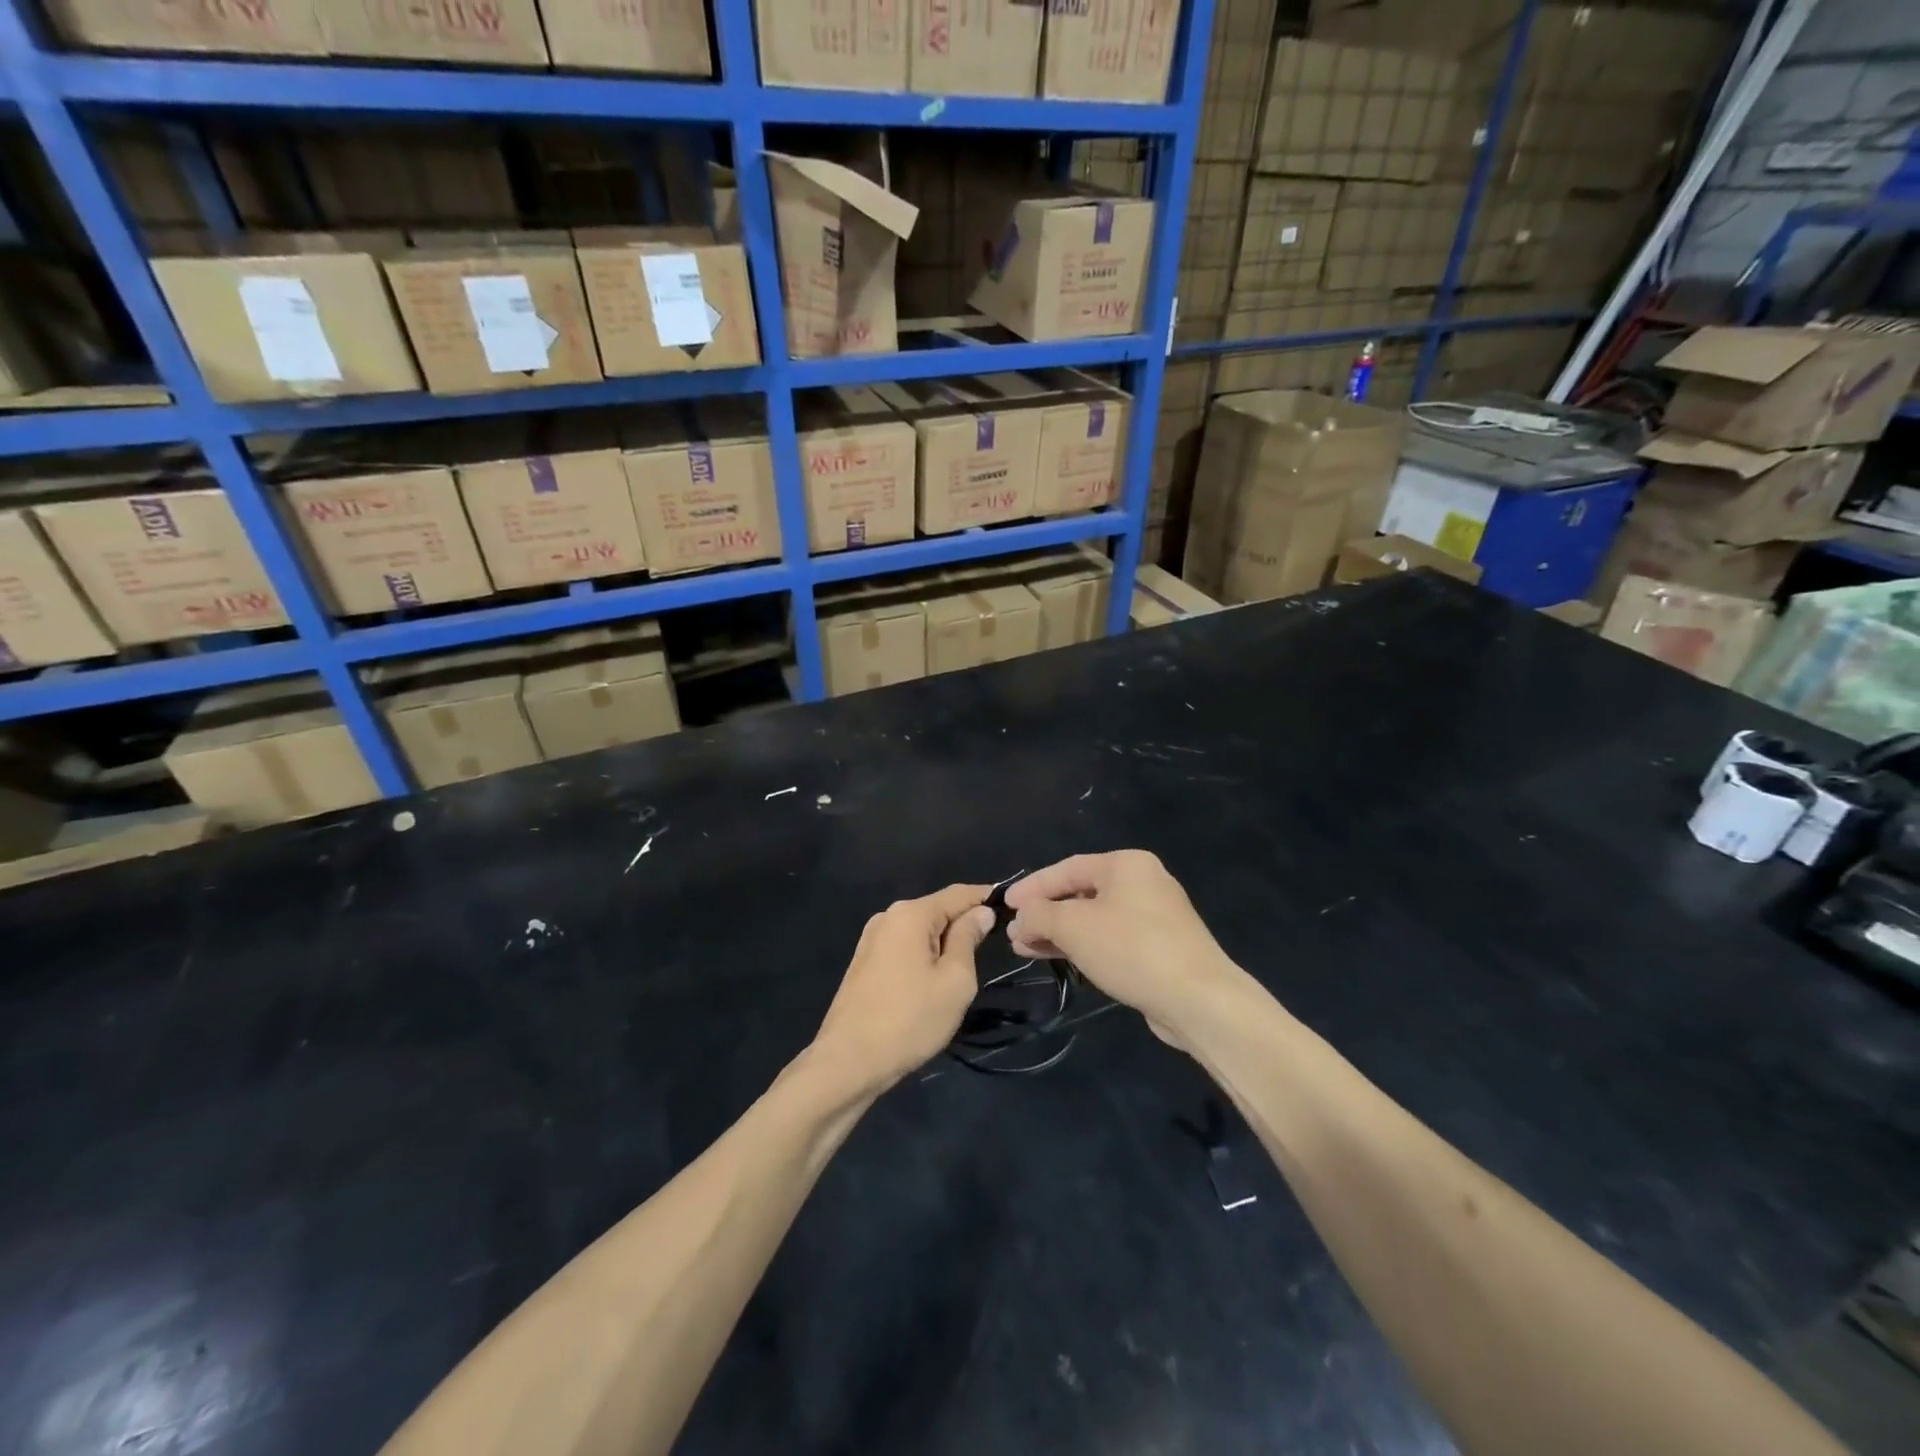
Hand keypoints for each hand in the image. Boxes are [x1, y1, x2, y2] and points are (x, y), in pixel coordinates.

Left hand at [812, 884, 993, 1093]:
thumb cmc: (910, 1020)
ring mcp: (872, 939)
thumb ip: (968, 938)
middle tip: (993, 945)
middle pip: (938, 909)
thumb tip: (980, 913)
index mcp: (910, 914)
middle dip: (965, 922)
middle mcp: (888, 917)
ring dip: (944, 942)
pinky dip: (924, 954)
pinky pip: (904, 946)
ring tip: (966, 967)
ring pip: (920, 930)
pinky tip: (933, 979)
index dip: (987, 897)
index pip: (959, 893)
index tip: (1012, 907)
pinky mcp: (864, 961)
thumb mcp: (955, 980)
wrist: (848, 1062)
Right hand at [1003, 852, 1239, 1042]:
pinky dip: (1084, 945)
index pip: (1067, 868)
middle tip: (1015, 933)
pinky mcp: (1161, 947)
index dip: (1032, 886)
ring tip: (1027, 949)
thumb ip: (1039, 915)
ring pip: (1095, 918)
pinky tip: (1062, 958)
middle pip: (1081, 893)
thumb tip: (1021, 917)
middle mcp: (1143, 882)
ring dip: (1060, 932)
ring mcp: (1156, 916)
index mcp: (1126, 864)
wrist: (1198, 999)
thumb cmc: (1131, 949)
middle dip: (1044, 913)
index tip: (1005, 904)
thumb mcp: (1073, 927)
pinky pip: (1112, 938)